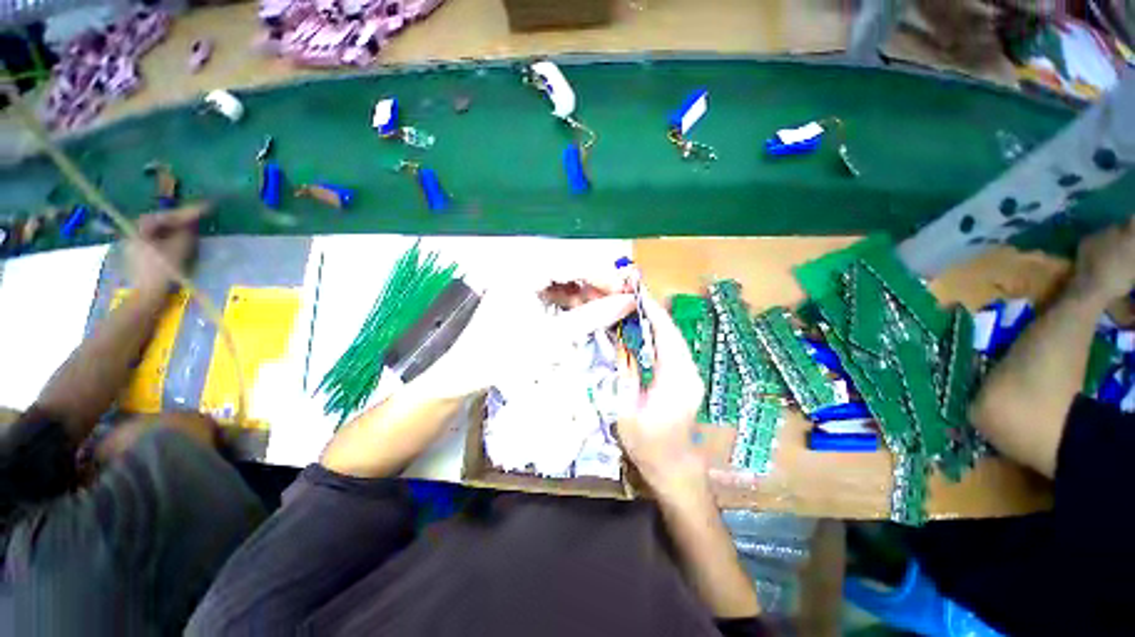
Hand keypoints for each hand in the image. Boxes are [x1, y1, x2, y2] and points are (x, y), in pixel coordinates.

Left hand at [126, 203, 207, 296]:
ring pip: (157, 231)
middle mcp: (133, 232)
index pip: (168, 215)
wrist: (148, 296)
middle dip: (178, 218)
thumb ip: (187, 232)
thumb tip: (192, 222)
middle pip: (159, 221)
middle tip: (198, 216)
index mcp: (140, 228)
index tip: (207, 207)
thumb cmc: (164, 270)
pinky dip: (168, 238)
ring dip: (174, 228)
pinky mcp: (138, 256)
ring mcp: (133, 245)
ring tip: (190, 228)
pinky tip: (178, 241)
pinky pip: (155, 241)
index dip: (188, 211)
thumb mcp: (180, 248)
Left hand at [413, 279, 636, 399]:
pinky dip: (569, 300)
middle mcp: (521, 266)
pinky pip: (552, 289)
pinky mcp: (519, 291)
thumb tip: (628, 302)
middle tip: (619, 303)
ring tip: (603, 311)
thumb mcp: (553, 337)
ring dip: (584, 293)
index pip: (575, 263)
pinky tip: (581, 313)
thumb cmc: (504, 356)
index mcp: (524, 270)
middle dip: (596, 285)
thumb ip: (592, 317)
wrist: (463, 374)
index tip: (629, 293)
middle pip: (570, 267)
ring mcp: (519, 278)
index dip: (605, 277)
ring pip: (563, 278)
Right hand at [614, 293, 706, 490]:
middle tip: (632, 294)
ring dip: (657, 321)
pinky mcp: (689, 378)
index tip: (637, 293)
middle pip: (673, 333)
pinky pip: (675, 349)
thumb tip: (621, 342)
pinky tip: (645, 329)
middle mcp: (689, 373)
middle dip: (654, 311)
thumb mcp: (626, 411)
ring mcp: (692, 375)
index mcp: (674, 380)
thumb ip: (625, 374)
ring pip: (675, 339)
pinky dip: (661, 334)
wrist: (675, 468)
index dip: (652, 312)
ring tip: (635, 306)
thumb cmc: (647, 446)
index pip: (665, 336)